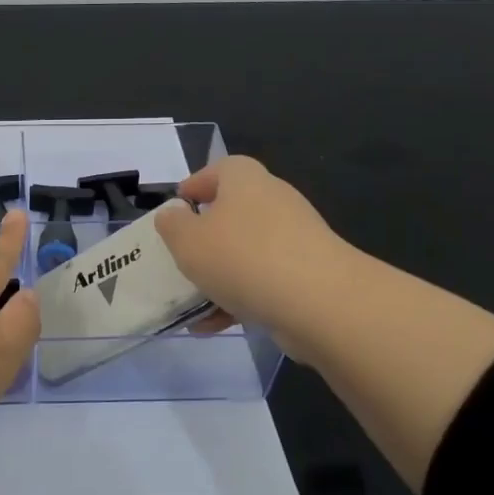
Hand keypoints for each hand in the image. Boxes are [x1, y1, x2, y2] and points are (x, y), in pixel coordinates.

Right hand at [153, 156, 357, 363]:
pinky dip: (240, 299)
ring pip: (246, 252)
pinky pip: (264, 281)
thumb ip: (172, 225)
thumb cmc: (243, 258)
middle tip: (182, 256)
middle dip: (205, 237)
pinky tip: (214, 325)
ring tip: (192, 302)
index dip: (195, 185)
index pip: (219, 169)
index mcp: (245, 180)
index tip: (176, 209)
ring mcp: (296, 239)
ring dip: (219, 275)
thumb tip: (173, 215)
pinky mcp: (309, 274)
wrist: (321, 303)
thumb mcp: (188, 241)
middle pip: (233, 212)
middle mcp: (273, 201)